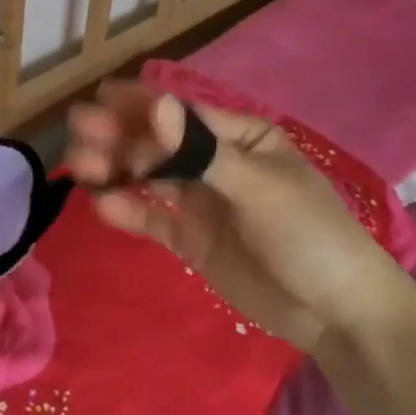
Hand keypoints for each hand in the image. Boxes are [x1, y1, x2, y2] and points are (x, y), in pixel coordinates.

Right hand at [65, 83, 404, 349]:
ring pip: (147, 176)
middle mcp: (213, 161)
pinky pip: (152, 218)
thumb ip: (201, 151)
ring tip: (77, 167)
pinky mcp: (190, 239)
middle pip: (157, 142)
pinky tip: (103, 205)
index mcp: (239, 137)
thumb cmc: (310, 234)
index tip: (98, 99)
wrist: (338, 315)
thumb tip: (157, 103)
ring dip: (114, 169)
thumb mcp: (259, 188)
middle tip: (77, 131)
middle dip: (118, 135)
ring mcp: (200, 201)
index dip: (140, 106)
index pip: (181, 114)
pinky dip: (127, 210)